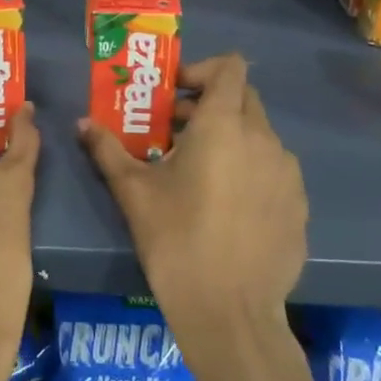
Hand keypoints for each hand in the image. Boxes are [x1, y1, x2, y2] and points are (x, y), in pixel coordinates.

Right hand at [79, 53, 307, 338]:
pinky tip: (227, 208)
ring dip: (230, 138)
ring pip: (259, 135)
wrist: (230, 313)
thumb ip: (107, 149)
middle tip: (175, 133)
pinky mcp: (298, 205)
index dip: (202, 69)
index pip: (231, 67)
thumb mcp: (133, 191)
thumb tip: (81, 123)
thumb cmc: (175, 240)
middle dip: (209, 104)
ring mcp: (287, 173)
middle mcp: (263, 139)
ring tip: (199, 174)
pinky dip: (250, 170)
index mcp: (223, 126)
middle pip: (244, 98)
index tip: (174, 95)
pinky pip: (273, 170)